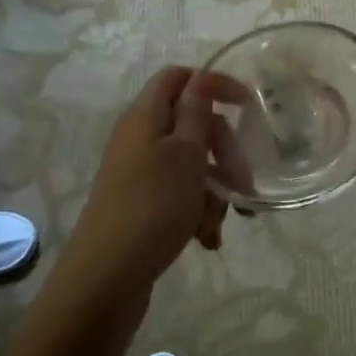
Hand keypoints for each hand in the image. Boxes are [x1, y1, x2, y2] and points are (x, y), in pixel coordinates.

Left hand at [50, 67, 241, 320]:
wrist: (107, 277)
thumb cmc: (153, 206)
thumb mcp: (186, 153)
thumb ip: (197, 112)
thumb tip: (199, 78)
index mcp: (146, 117)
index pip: (179, 77)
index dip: (214, 83)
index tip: (248, 105)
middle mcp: (140, 138)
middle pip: (192, 125)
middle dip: (224, 151)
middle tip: (242, 178)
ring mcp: (140, 173)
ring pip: (193, 165)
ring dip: (215, 189)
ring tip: (221, 221)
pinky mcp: (142, 204)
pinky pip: (181, 194)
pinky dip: (198, 211)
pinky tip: (207, 238)